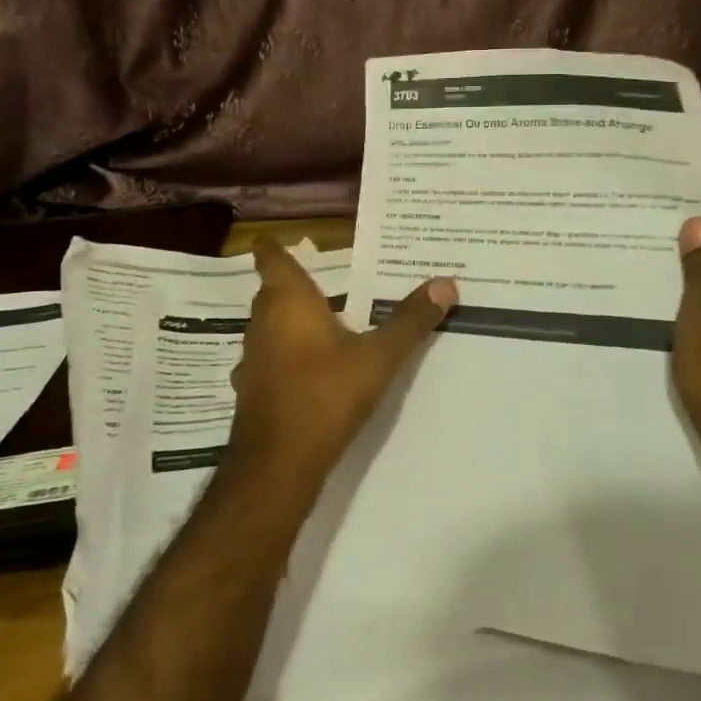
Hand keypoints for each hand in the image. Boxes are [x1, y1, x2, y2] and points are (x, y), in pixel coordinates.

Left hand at [227, 238, 456, 492]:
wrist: (277, 465)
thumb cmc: (325, 395)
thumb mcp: (378, 358)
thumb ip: (410, 321)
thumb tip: (446, 283)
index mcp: (288, 302)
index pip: (272, 258)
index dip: (273, 246)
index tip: (278, 235)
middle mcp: (263, 323)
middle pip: (273, 292)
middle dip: (296, 284)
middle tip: (328, 279)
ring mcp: (253, 358)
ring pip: (271, 326)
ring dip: (293, 321)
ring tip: (327, 320)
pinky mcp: (254, 389)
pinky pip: (272, 357)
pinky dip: (289, 353)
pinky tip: (313, 368)